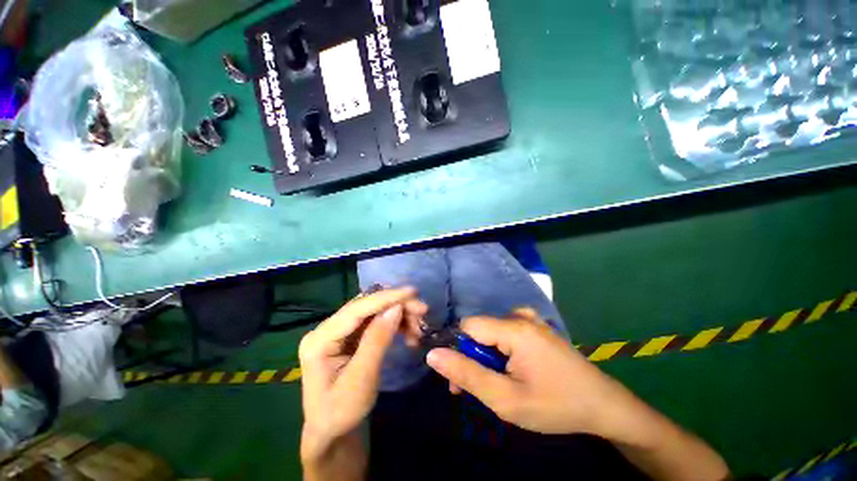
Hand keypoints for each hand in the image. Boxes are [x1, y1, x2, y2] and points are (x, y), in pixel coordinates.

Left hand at [298, 287, 426, 460]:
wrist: (333, 433)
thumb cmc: (341, 412)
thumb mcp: (361, 379)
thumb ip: (377, 340)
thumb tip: (396, 307)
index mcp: (320, 339)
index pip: (356, 309)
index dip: (386, 297)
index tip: (412, 291)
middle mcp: (328, 328)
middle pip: (367, 306)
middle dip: (397, 305)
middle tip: (423, 311)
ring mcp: (340, 331)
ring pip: (375, 312)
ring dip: (399, 315)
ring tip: (418, 329)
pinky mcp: (351, 336)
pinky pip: (377, 322)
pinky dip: (395, 324)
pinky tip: (409, 333)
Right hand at [425, 308, 636, 436]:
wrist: (604, 406)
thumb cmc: (555, 406)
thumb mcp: (505, 399)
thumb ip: (466, 374)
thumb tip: (433, 354)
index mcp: (513, 328)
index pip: (467, 327)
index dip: (459, 350)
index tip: (460, 379)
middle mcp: (519, 315)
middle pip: (480, 331)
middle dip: (473, 358)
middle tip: (481, 391)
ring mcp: (529, 320)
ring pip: (491, 334)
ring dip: (487, 358)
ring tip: (499, 386)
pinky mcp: (535, 327)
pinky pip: (505, 334)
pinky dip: (500, 353)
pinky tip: (514, 372)